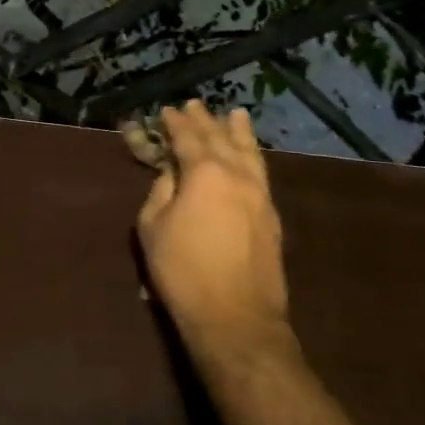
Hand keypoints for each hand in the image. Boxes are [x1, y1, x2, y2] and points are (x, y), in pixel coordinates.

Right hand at [136, 100, 292, 359]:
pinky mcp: (271, 215)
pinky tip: (250, 155)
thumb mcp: (152, 228)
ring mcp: (259, 194)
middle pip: (220, 137)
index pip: (187, 137)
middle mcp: (236, 174)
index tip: (167, 111)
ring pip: (249, 151)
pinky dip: (252, 155)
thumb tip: (171, 175)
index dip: (175, 122)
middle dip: (205, 120)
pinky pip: (260, 172)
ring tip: (235, 114)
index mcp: (204, 172)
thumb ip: (161, 192)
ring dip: (238, 131)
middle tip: (195, 105)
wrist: (236, 319)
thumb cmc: (184, 272)